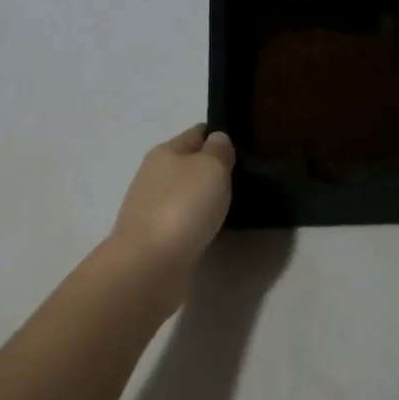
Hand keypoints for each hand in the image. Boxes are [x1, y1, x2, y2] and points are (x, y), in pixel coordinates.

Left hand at [110, 125, 236, 279]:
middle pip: (189, 164)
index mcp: (164, 152)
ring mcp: (152, 210)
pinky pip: (184, 223)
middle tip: (248, 176)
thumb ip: (218, 150)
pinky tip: (217, 229)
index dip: (218, 135)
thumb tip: (217, 139)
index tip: (245, 143)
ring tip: (238, 204)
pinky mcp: (156, 240)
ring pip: (186, 195)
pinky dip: (199, 223)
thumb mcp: (210, 167)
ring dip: (206, 198)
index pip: (196, 134)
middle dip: (214, 169)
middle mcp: (154, 176)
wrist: (150, 265)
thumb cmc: (182, 206)